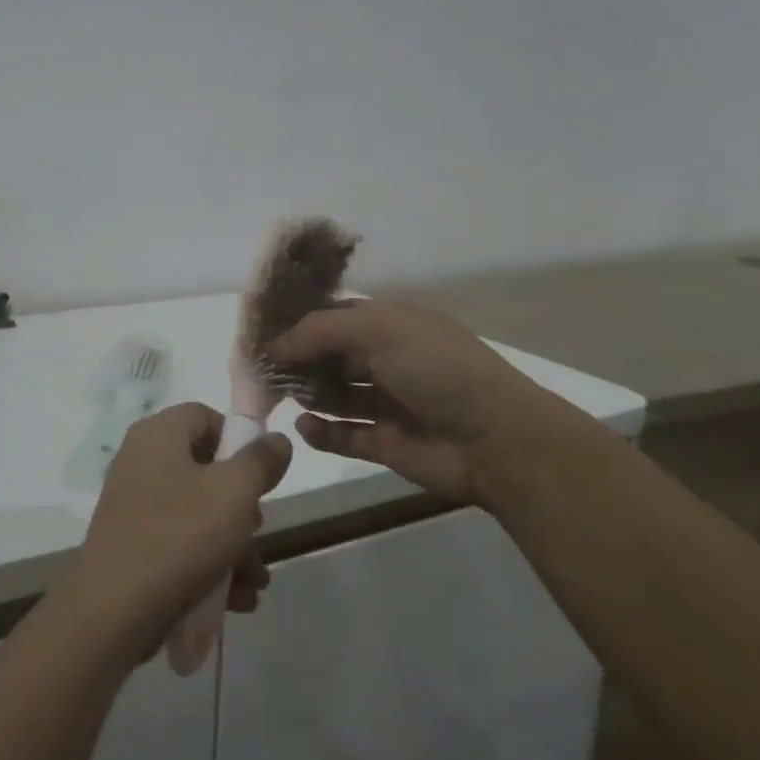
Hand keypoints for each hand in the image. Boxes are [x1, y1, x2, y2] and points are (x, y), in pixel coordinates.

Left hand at [64, 403, 291, 659]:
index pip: (203, 416)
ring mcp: (133, 503)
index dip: (236, 439)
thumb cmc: (180, 536)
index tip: (260, 475)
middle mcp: (141, 461)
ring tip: (254, 583)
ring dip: (233, 546)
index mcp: (158, 435)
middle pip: (205, 469)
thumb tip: (275, 439)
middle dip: (242, 508)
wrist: (114, 610)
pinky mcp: (132, 543)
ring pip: (196, 512)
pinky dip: (207, 564)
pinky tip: (234, 600)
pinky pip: (178, 542)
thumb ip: (260, 462)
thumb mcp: (234, 493)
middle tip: (258, 535)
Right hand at [266, 299, 548, 506]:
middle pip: (330, 356)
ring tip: (276, 396)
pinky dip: (320, 432)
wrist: (498, 440)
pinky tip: (304, 426)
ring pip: (334, 395)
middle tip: (262, 370)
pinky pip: (342, 435)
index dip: (301, 323)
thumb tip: (276, 345)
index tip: (264, 334)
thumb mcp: (379, 328)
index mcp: (392, 325)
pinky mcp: (385, 443)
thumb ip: (320, 330)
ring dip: (306, 393)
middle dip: (297, 360)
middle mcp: (387, 360)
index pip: (336, 317)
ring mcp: (386, 403)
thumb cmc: (438, 368)